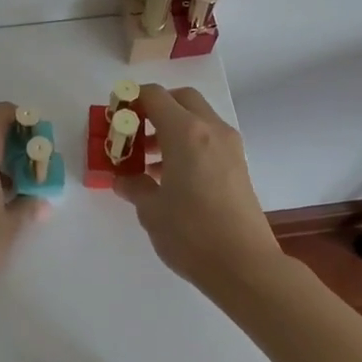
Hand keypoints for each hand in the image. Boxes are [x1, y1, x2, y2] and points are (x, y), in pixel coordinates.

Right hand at [112, 85, 281, 292]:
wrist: (245, 265)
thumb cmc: (191, 233)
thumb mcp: (151, 210)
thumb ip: (134, 186)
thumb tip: (124, 180)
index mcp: (185, 132)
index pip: (154, 95)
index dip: (131, 100)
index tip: (116, 117)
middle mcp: (210, 129)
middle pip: (181, 98)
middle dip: (156, 107)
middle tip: (136, 132)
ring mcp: (230, 146)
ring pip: (198, 118)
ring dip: (172, 127)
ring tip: (148, 162)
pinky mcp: (239, 165)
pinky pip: (209, 139)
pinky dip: (189, 144)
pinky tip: (172, 177)